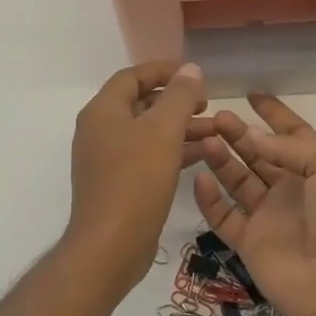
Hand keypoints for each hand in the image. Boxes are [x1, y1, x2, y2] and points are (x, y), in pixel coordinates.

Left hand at [65, 61, 210, 288]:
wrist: (110, 246)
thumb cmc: (136, 180)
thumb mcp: (163, 131)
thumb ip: (179, 96)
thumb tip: (190, 69)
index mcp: (103, 111)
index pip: (132, 76)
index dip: (163, 70)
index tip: (194, 75)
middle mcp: (100, 130)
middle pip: (141, 103)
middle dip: (176, 101)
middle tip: (207, 104)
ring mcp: (107, 159)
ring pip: (148, 132)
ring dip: (180, 127)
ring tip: (215, 131)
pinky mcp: (118, 183)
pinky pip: (148, 156)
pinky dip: (173, 151)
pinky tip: (203, 155)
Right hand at [193, 95, 315, 315]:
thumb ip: (291, 147)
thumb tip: (251, 134)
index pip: (292, 133)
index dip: (274, 114)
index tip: (251, 94)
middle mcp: (290, 188)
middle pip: (258, 153)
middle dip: (238, 133)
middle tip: (214, 116)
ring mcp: (268, 216)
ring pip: (237, 179)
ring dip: (221, 158)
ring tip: (205, 138)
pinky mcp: (249, 242)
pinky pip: (223, 215)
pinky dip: (209, 198)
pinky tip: (200, 178)